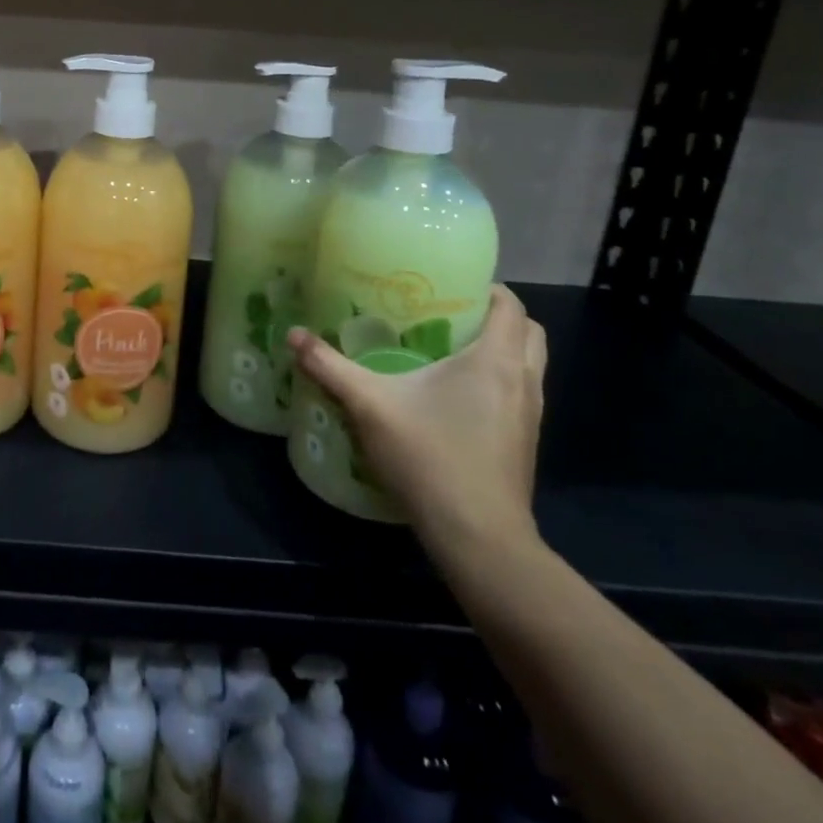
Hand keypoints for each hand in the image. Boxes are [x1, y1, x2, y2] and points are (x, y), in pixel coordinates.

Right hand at [288, 285, 546, 555]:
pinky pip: (520, 394)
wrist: (478, 538)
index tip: (450, 284)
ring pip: (529, 366)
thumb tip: (292, 334)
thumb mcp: (369, 406)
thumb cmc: (431, 457)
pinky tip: (454, 398)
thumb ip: (330, 367)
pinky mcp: (525, 444)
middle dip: (498, 317)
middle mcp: (523, 382)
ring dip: (501, 351)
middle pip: (529, 333)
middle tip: (450, 314)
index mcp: (495, 361)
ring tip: (449, 351)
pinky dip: (499, 383)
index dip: (488, 288)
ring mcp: (530, 416)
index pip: (512, 306)